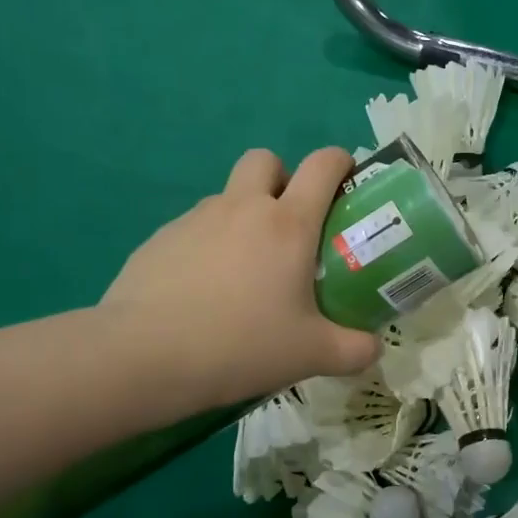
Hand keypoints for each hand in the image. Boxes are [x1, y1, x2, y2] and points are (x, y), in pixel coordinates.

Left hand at [101, 148, 380, 409]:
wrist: (143, 357)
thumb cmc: (241, 345)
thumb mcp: (312, 355)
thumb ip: (354, 350)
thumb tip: (374, 348)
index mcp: (287, 223)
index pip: (322, 164)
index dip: (340, 161)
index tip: (347, 181)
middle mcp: (242, 208)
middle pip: (265, 159)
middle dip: (282, 178)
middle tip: (289, 225)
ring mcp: (195, 219)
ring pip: (227, 197)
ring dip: (243, 216)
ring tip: (244, 273)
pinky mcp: (158, 239)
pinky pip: (193, 229)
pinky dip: (207, 247)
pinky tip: (202, 293)